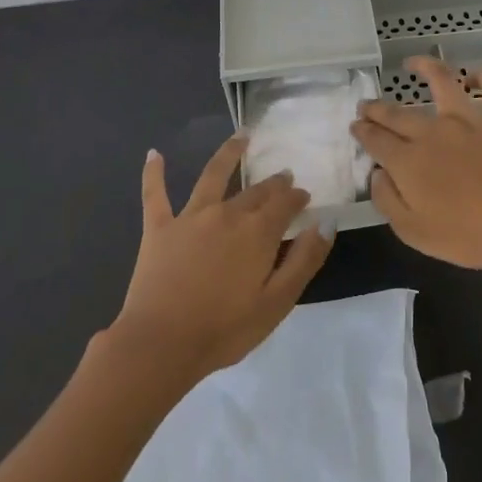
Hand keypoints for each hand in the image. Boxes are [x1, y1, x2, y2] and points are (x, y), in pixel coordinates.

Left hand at [107, 135, 331, 383]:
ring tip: (241, 136)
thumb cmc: (225, 329)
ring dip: (229, 153)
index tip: (304, 196)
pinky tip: (154, 154)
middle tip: (283, 176)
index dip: (297, 197)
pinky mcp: (158, 228)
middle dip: (273, 183)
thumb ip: (304, 260)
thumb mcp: (277, 302)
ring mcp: (190, 217)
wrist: (161, 344)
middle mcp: (226, 213)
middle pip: (255, 191)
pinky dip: (154, 173)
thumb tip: (327, 223)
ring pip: (212, 175)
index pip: (285, 204)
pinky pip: (155, 194)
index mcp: (257, 232)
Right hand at [350, 57, 481, 279]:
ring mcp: (468, 120)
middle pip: (397, 113)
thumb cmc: (466, 237)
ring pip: (442, 81)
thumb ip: (387, 200)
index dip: (362, 132)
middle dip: (377, 108)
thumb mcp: (412, 232)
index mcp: (407, 160)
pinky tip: (472, 75)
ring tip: (412, 63)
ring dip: (424, 68)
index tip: (356, 127)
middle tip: (367, 105)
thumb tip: (377, 173)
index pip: (375, 139)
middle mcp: (432, 131)